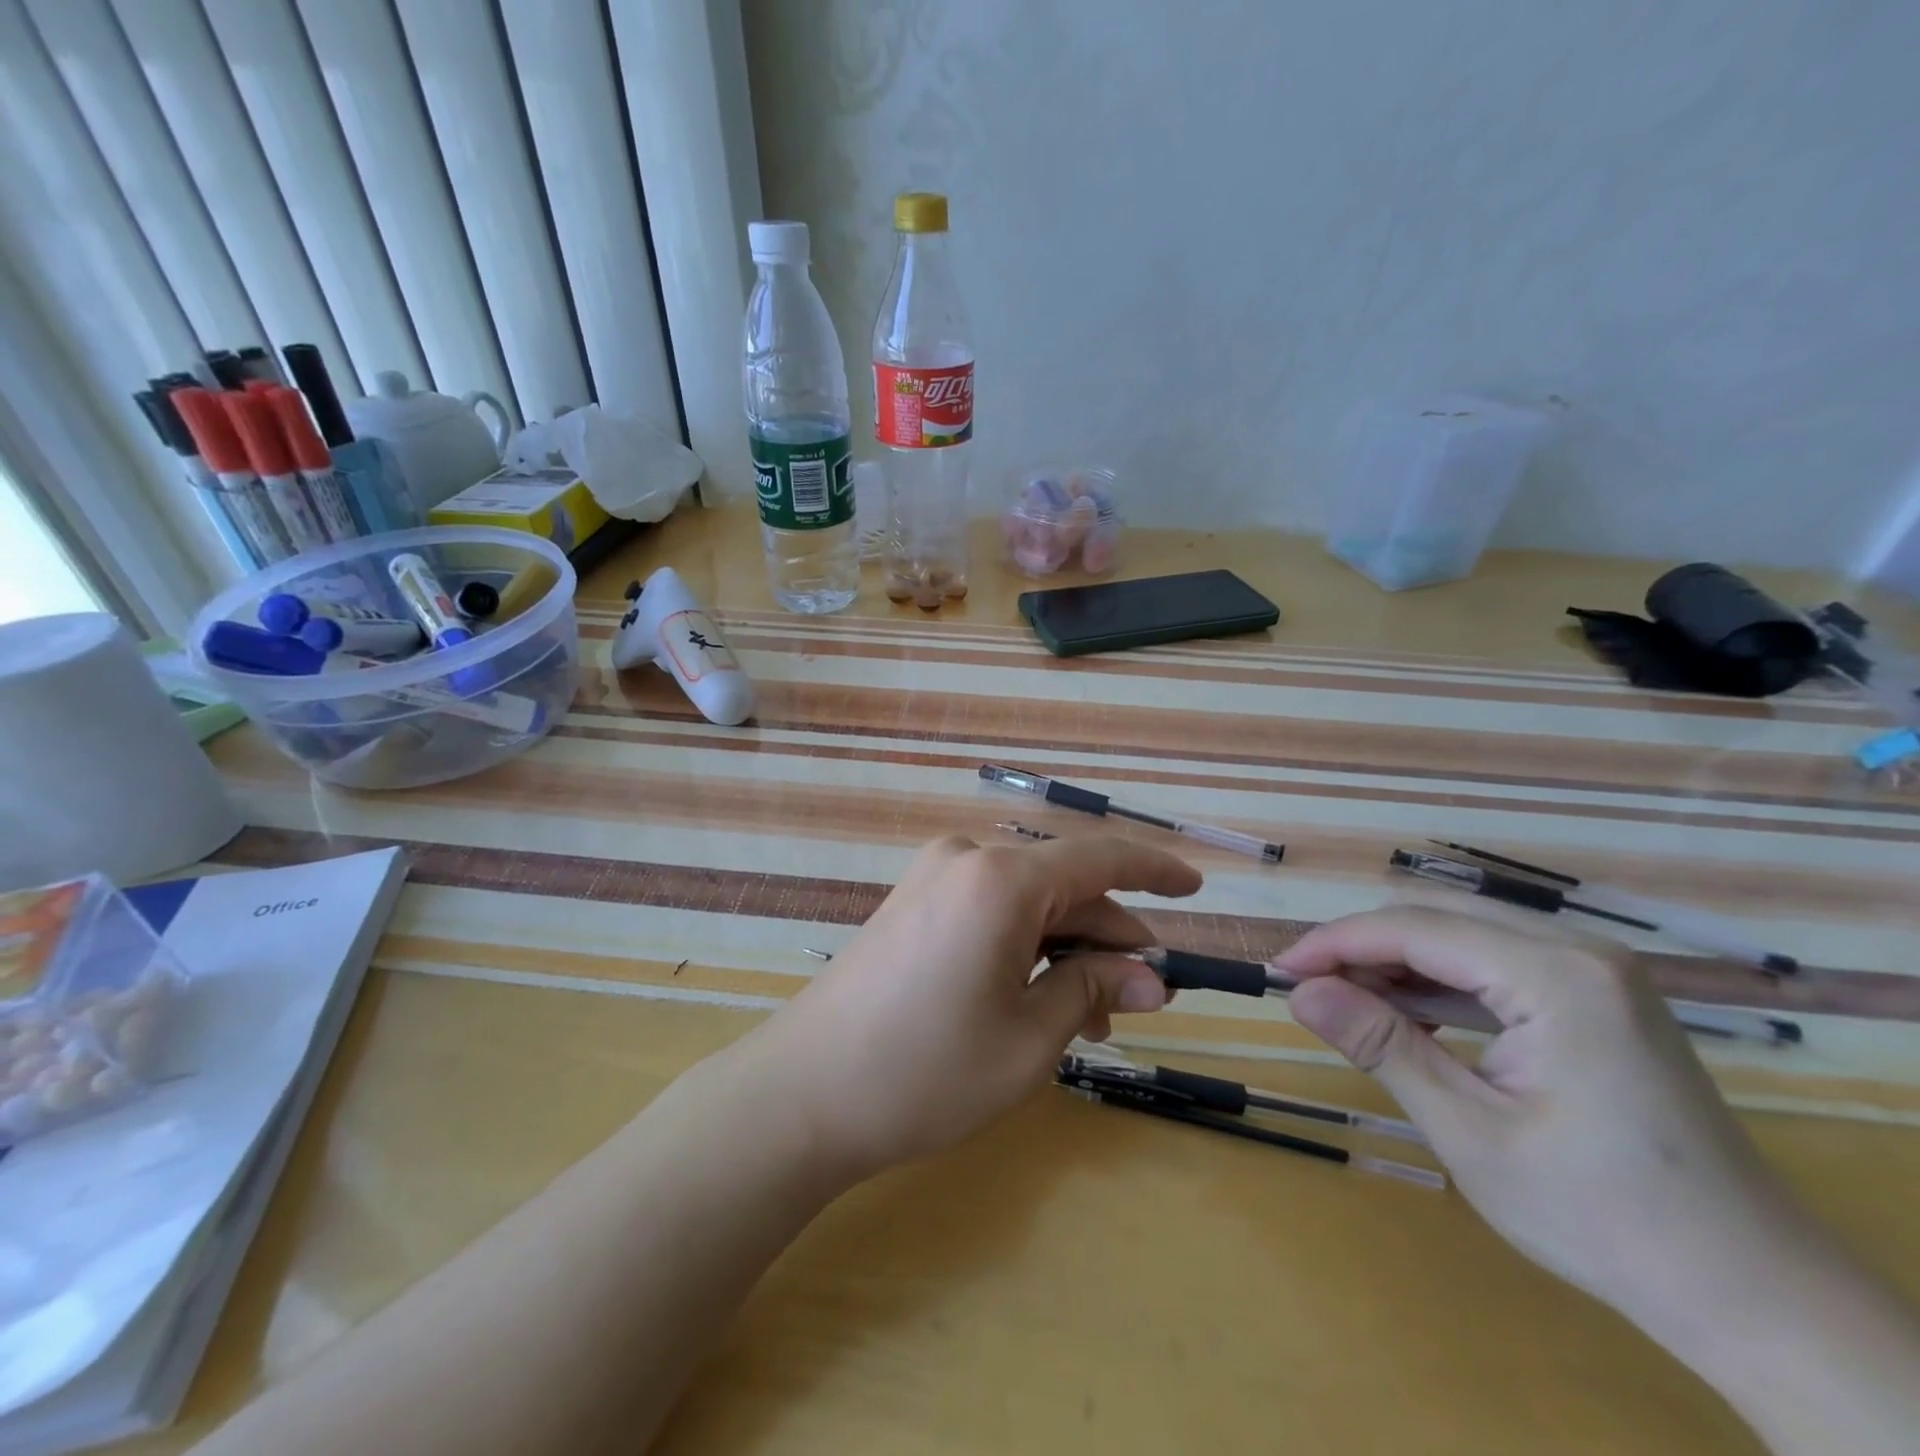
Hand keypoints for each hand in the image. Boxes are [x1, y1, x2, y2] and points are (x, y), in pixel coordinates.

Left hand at [743, 834, 1201, 1181]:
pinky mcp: (912, 904)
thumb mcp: (1028, 1039)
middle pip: (1062, 888)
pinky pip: (989, 910)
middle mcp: (966, 859)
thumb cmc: (926, 1071)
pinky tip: (1039, 998)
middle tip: (1141, 1001)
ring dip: (1066, 950)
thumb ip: (1093, 990)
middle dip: (1107, 939)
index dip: (1154, 871)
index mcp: (1001, 880)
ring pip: (1026, 902)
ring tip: (1091, 1018)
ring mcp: (932, 878)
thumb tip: (1149, 976)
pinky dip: (1024, 945)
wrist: (802, 1093)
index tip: (1196, 888)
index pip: (1099, 858)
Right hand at [1275, 906, 1809, 1334]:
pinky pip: (1495, 964)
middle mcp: (1580, 952)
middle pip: (1437, 919)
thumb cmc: (1603, 1216)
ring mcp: (1595, 972)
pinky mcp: (1597, 997)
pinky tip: (1406, 1015)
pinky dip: (1438, 983)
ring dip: (1396, 963)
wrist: (1754, 1295)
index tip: (1279, 970)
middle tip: (1306, 988)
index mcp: (1557, 976)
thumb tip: (1298, 991)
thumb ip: (1379, 1045)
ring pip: (1463, 936)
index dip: (1335, 942)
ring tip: (1343, 1001)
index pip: (1415, 929)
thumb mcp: (1470, 1131)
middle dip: (1361, 947)